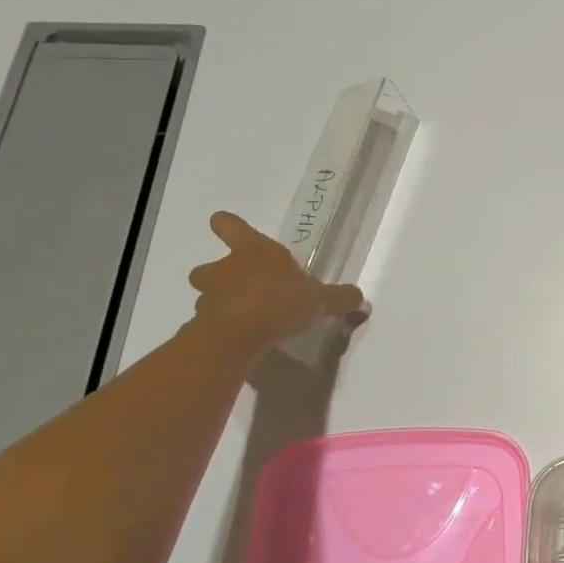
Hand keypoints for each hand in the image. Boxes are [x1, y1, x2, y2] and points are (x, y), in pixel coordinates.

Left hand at [186, 211, 367, 356]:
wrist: (238, 334)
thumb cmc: (280, 301)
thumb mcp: (321, 300)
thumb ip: (340, 297)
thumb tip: (361, 298)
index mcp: (254, 250)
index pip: (230, 225)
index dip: (228, 226)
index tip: (227, 228)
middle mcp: (226, 268)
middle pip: (208, 265)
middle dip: (218, 274)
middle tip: (240, 285)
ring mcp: (209, 296)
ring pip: (207, 293)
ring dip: (220, 300)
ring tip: (243, 315)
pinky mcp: (202, 323)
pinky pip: (210, 320)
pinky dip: (221, 326)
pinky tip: (240, 336)